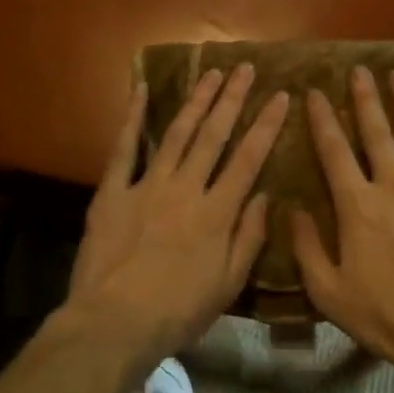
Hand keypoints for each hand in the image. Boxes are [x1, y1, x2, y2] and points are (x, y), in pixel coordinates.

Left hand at [62, 64, 289, 374]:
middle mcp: (186, 189)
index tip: (280, 96)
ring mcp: (147, 185)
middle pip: (214, 136)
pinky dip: (133, 118)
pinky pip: (124, 148)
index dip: (266, 125)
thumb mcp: (227, 285)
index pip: (249, 159)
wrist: (113, 324)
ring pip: (177, 134)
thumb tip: (264, 196)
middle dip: (232, 99)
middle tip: (245, 68)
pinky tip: (141, 90)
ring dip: (195, 100)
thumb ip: (248, 238)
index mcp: (217, 213)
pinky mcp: (113, 192)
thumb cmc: (177, 312)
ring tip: (211, 73)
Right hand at [290, 66, 393, 377]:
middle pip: (377, 131)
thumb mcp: (328, 291)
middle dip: (365, 98)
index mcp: (357, 205)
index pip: (334, 150)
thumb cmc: (384, 316)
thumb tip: (291, 209)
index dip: (322, 118)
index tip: (315, 92)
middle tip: (359, 70)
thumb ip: (306, 247)